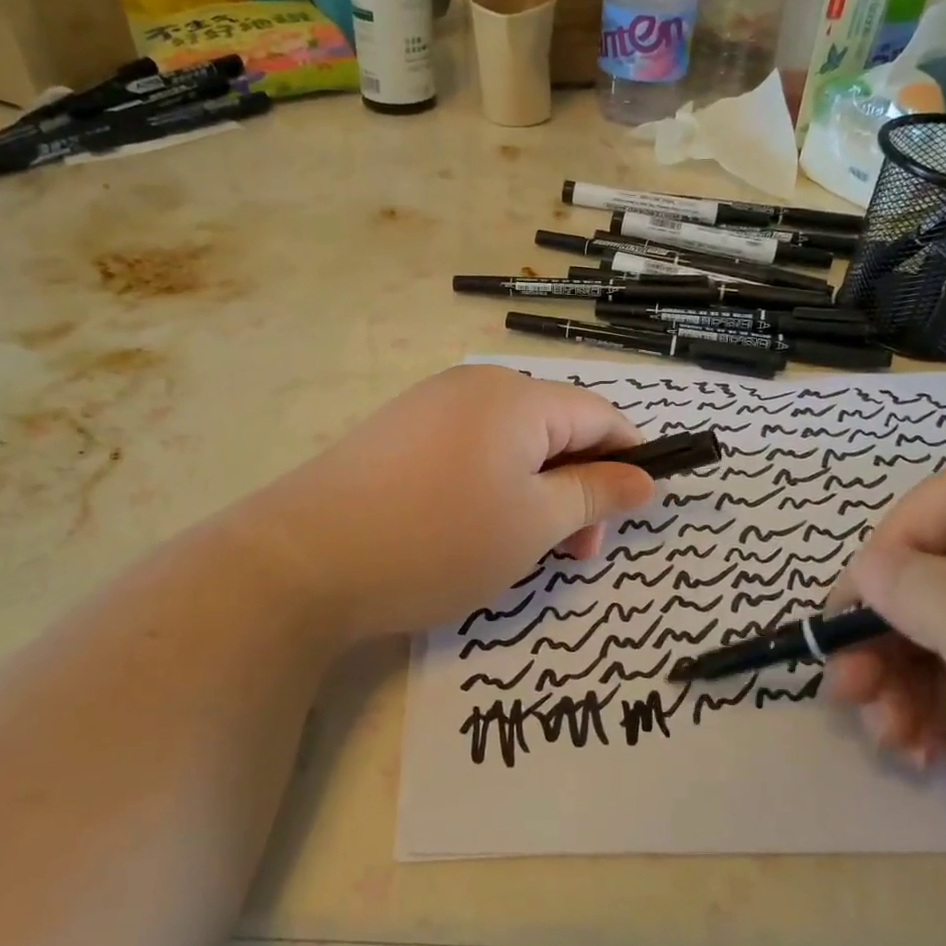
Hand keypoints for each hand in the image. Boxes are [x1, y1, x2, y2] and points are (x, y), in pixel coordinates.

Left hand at [243, 366, 654, 645]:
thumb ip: (596, 494)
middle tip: (575, 554)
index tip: (637, 509)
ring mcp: (432, 405)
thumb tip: (642, 478)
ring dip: (537, 492)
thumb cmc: (438, 540)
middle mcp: (477, 386)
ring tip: (525, 550)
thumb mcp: (534, 524)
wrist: (303, 560)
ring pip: (513, 443)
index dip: (630, 458)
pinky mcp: (400, 432)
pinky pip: (471, 450)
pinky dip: (493, 486)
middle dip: (579, 488)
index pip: (601, 415)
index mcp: (519, 397)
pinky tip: (475, 530)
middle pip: (556, 428)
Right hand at [824, 472, 945, 945]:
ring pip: (905, 625)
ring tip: (879, 727)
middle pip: (919, 570)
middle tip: (848, 678)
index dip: (899, 542)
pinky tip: (907, 749)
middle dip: (875, 621)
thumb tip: (867, 566)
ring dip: (877, 671)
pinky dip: (896, 707)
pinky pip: (914, 679)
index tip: (864, 606)